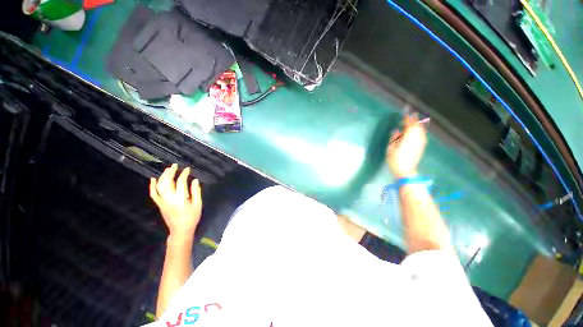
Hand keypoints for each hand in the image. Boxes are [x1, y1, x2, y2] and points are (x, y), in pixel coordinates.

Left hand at [150, 164, 202, 239]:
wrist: (180, 230)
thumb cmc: (192, 217)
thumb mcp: (198, 204)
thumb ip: (196, 191)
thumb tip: (195, 180)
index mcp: (181, 199)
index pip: (181, 182)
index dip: (184, 174)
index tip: (187, 169)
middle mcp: (170, 199)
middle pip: (167, 182)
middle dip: (171, 172)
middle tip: (175, 165)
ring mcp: (163, 201)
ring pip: (160, 186)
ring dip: (163, 176)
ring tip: (167, 169)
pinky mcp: (160, 204)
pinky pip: (154, 194)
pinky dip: (152, 186)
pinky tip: (153, 179)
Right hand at [386, 113, 426, 177]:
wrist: (405, 171)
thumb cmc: (395, 160)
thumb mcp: (390, 148)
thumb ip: (394, 137)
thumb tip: (397, 130)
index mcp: (408, 137)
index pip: (409, 125)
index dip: (407, 118)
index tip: (405, 113)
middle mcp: (416, 138)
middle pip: (417, 126)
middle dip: (414, 120)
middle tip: (412, 114)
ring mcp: (420, 143)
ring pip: (421, 131)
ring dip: (418, 125)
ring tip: (415, 121)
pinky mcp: (421, 147)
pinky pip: (422, 136)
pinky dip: (420, 131)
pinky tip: (418, 131)